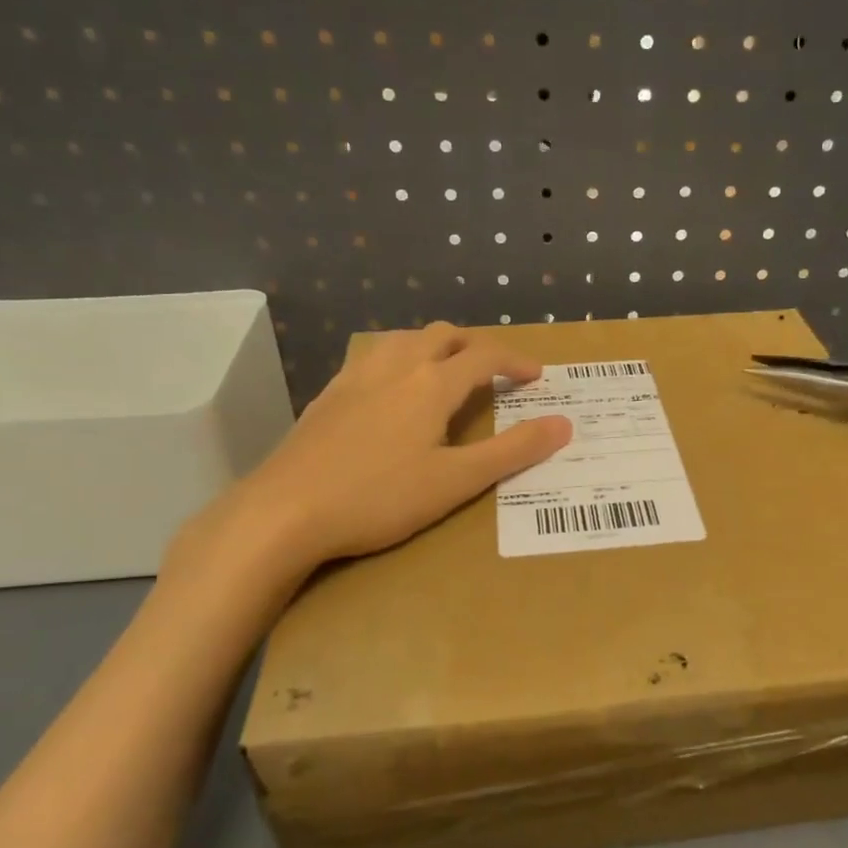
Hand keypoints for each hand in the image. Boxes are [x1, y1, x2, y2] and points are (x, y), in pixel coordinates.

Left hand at [171, 323, 571, 598]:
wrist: (284, 511)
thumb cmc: (378, 498)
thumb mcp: (456, 481)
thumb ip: (513, 451)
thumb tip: (563, 424)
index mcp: (432, 384)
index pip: (485, 357)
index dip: (516, 361)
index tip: (537, 375)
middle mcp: (396, 367)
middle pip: (444, 335)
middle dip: (476, 346)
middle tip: (495, 371)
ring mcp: (356, 377)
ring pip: (405, 339)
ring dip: (436, 345)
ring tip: (447, 370)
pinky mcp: (329, 395)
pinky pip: (374, 357)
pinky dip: (400, 358)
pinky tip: (392, 388)